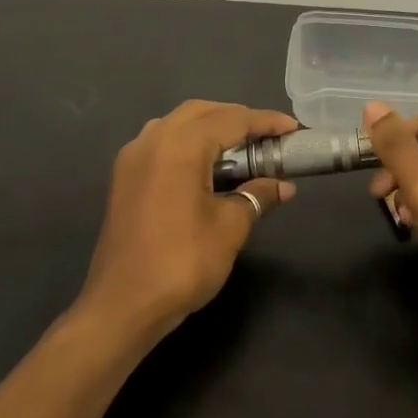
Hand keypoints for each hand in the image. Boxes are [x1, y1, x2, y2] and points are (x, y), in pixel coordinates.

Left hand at [76, 100, 298, 341]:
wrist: (124, 304)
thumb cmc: (183, 262)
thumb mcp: (230, 227)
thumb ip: (257, 196)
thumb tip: (283, 186)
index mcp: (179, 146)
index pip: (231, 119)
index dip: (265, 122)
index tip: (293, 129)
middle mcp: (152, 140)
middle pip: (201, 113)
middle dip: (237, 118)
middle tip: (268, 137)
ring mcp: (132, 159)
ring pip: (177, 125)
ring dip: (211, 128)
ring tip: (242, 149)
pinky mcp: (124, 179)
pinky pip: (162, 144)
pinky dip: (189, 145)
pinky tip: (208, 167)